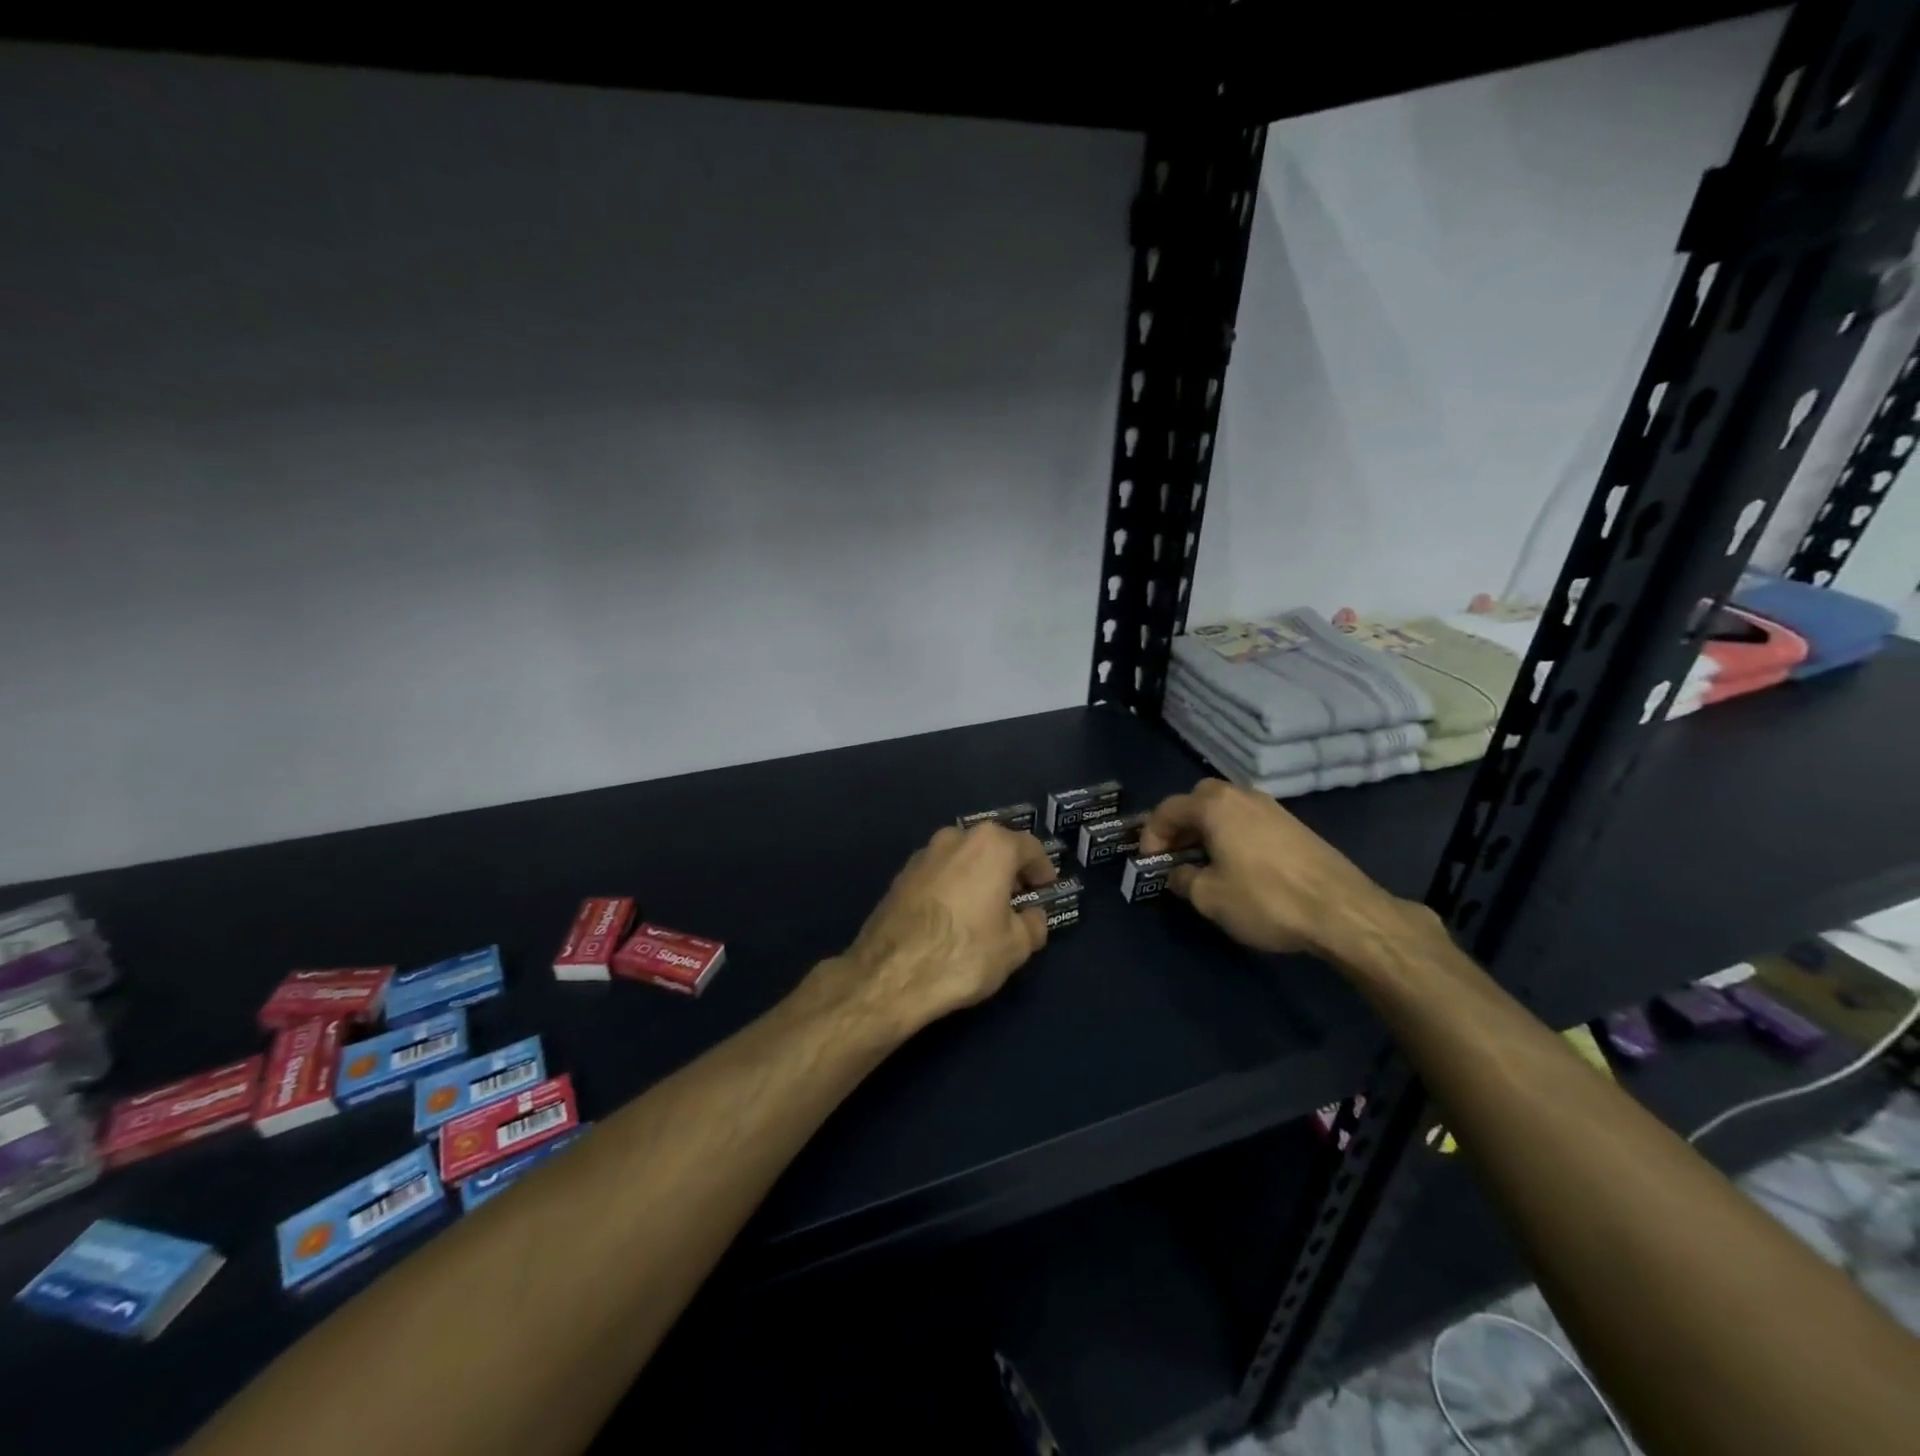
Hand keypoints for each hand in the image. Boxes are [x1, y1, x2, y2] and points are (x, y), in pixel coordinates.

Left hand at [833, 823, 1056, 1035]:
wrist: (891, 973)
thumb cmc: (964, 952)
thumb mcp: (1015, 946)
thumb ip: (1033, 924)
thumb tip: (1031, 916)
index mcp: (991, 844)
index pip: (1029, 847)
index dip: (1042, 870)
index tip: (1046, 890)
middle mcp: (955, 838)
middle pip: (993, 848)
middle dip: (1008, 871)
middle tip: (1018, 900)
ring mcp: (923, 854)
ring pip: (962, 859)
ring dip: (977, 878)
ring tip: (984, 911)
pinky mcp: (900, 876)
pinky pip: (938, 875)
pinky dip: (952, 888)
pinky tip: (953, 918)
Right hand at [1138, 778, 1404, 957]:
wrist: (1342, 911)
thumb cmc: (1265, 899)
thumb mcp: (1209, 897)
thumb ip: (1183, 879)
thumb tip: (1177, 873)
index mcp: (1214, 805)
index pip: (1167, 809)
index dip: (1150, 835)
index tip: (1149, 863)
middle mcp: (1242, 796)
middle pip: (1198, 800)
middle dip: (1181, 825)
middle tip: (1175, 855)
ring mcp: (1272, 808)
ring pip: (1226, 809)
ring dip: (1208, 830)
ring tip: (1204, 863)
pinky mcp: (1294, 826)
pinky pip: (1249, 821)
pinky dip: (1233, 835)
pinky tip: (1238, 866)